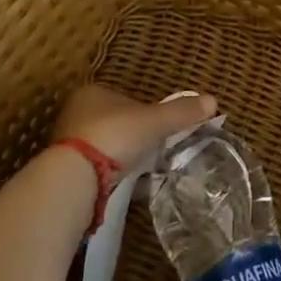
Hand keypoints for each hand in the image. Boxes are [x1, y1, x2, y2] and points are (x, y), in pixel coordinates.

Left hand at [51, 84, 218, 174]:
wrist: (75, 179)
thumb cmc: (114, 136)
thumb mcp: (155, 121)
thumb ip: (182, 112)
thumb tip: (214, 100)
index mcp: (93, 93)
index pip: (125, 98)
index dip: (146, 111)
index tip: (160, 128)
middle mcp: (76, 113)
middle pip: (116, 123)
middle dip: (135, 136)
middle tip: (155, 150)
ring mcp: (67, 144)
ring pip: (106, 148)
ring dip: (123, 158)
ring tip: (144, 171)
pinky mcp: (65, 172)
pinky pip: (97, 171)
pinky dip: (113, 177)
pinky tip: (127, 187)